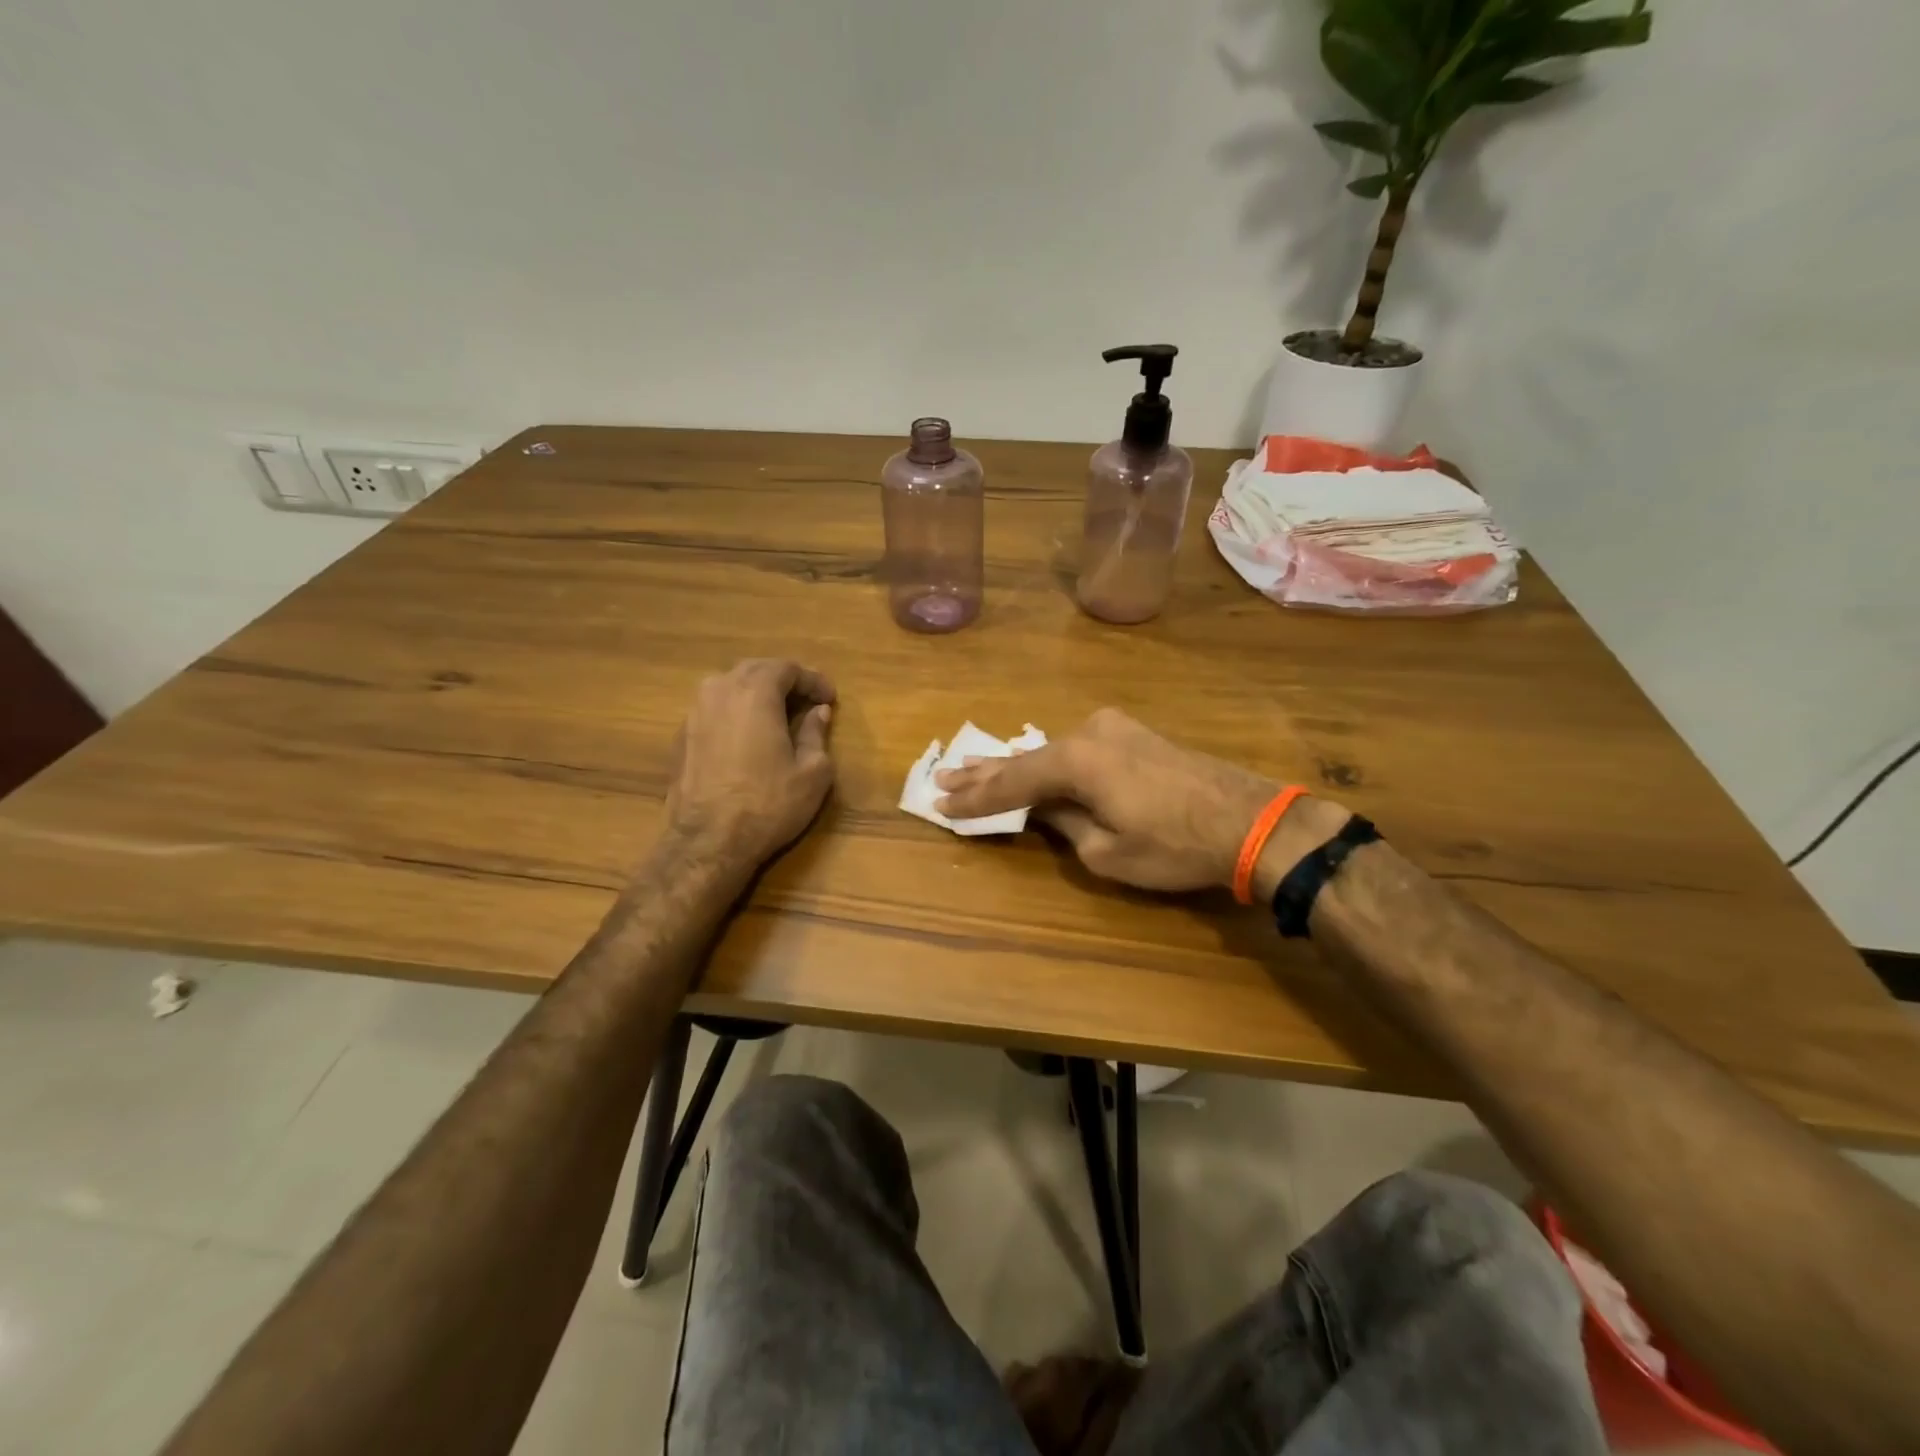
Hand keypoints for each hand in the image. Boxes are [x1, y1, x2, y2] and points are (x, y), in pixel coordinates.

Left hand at [664, 658, 835, 873]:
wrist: (707, 842)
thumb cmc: (768, 804)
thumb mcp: (813, 772)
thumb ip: (816, 734)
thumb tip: (818, 713)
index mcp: (755, 692)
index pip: (788, 668)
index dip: (813, 680)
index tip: (829, 698)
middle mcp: (719, 691)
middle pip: (755, 670)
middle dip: (784, 681)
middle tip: (806, 700)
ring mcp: (694, 713)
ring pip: (729, 687)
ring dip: (756, 694)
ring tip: (777, 715)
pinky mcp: (680, 737)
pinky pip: (713, 710)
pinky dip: (735, 713)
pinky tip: (747, 737)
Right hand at [934, 707, 1344, 896]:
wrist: (1252, 820)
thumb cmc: (1174, 845)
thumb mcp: (1106, 851)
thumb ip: (1064, 824)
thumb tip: (1045, 808)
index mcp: (1076, 759)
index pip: (1012, 782)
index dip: (975, 797)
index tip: (940, 801)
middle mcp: (1089, 731)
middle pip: (1026, 757)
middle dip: (984, 772)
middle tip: (944, 775)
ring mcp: (1114, 728)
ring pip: (1051, 750)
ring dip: (1016, 764)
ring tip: (975, 767)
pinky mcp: (1135, 735)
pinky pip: (1078, 747)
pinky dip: (1050, 761)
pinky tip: (1031, 763)